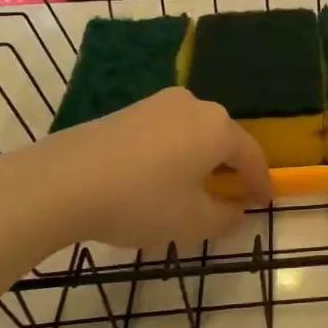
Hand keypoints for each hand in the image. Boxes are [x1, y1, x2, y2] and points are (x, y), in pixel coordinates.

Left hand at [0, 88, 271, 259]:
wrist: (63, 182)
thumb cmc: (141, 201)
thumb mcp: (192, 222)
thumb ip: (225, 218)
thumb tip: (236, 210)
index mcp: (218, 127)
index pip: (251, 155)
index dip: (260, 182)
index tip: (265, 202)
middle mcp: (194, 105)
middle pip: (222, 140)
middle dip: (229, 169)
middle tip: (229, 198)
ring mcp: (158, 104)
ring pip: (192, 135)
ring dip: (199, 161)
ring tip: (191, 192)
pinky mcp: (129, 110)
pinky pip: (165, 134)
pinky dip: (172, 155)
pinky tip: (158, 180)